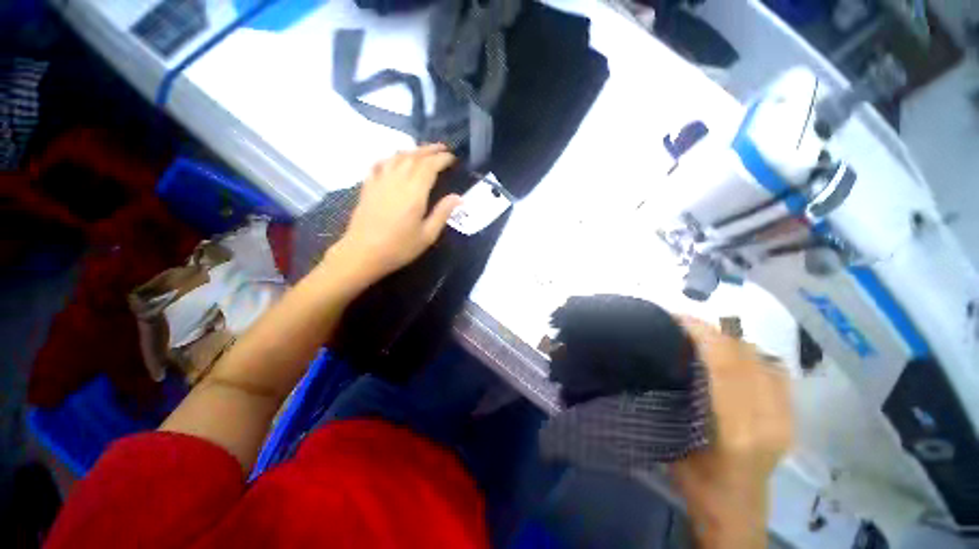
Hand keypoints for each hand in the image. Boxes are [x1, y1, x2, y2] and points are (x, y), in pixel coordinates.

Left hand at [323, 144, 461, 286]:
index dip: (442, 159)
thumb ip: (442, 213)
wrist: (363, 253)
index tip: (452, 158)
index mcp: (414, 192)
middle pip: (414, 156)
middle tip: (442, 148)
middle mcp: (397, 180)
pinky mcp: (368, 186)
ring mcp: (380, 181)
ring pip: (397, 157)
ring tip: (423, 152)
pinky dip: (390, 158)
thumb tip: (458, 197)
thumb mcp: (427, 235)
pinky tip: (393, 160)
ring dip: (412, 151)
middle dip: (429, 150)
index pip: (430, 166)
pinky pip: (379, 164)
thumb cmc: (399, 247)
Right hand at [671, 318, 791, 547]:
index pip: (726, 366)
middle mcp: (768, 420)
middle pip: (746, 357)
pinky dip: (751, 355)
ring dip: (729, 341)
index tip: (677, 319)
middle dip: (712, 332)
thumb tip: (663, 357)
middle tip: (683, 324)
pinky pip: (774, 371)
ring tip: (702, 337)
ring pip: (761, 360)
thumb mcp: (672, 438)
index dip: (703, 335)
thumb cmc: (695, 479)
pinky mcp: (791, 417)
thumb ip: (673, 397)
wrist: (735, 509)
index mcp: (736, 429)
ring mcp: (785, 418)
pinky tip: (731, 356)